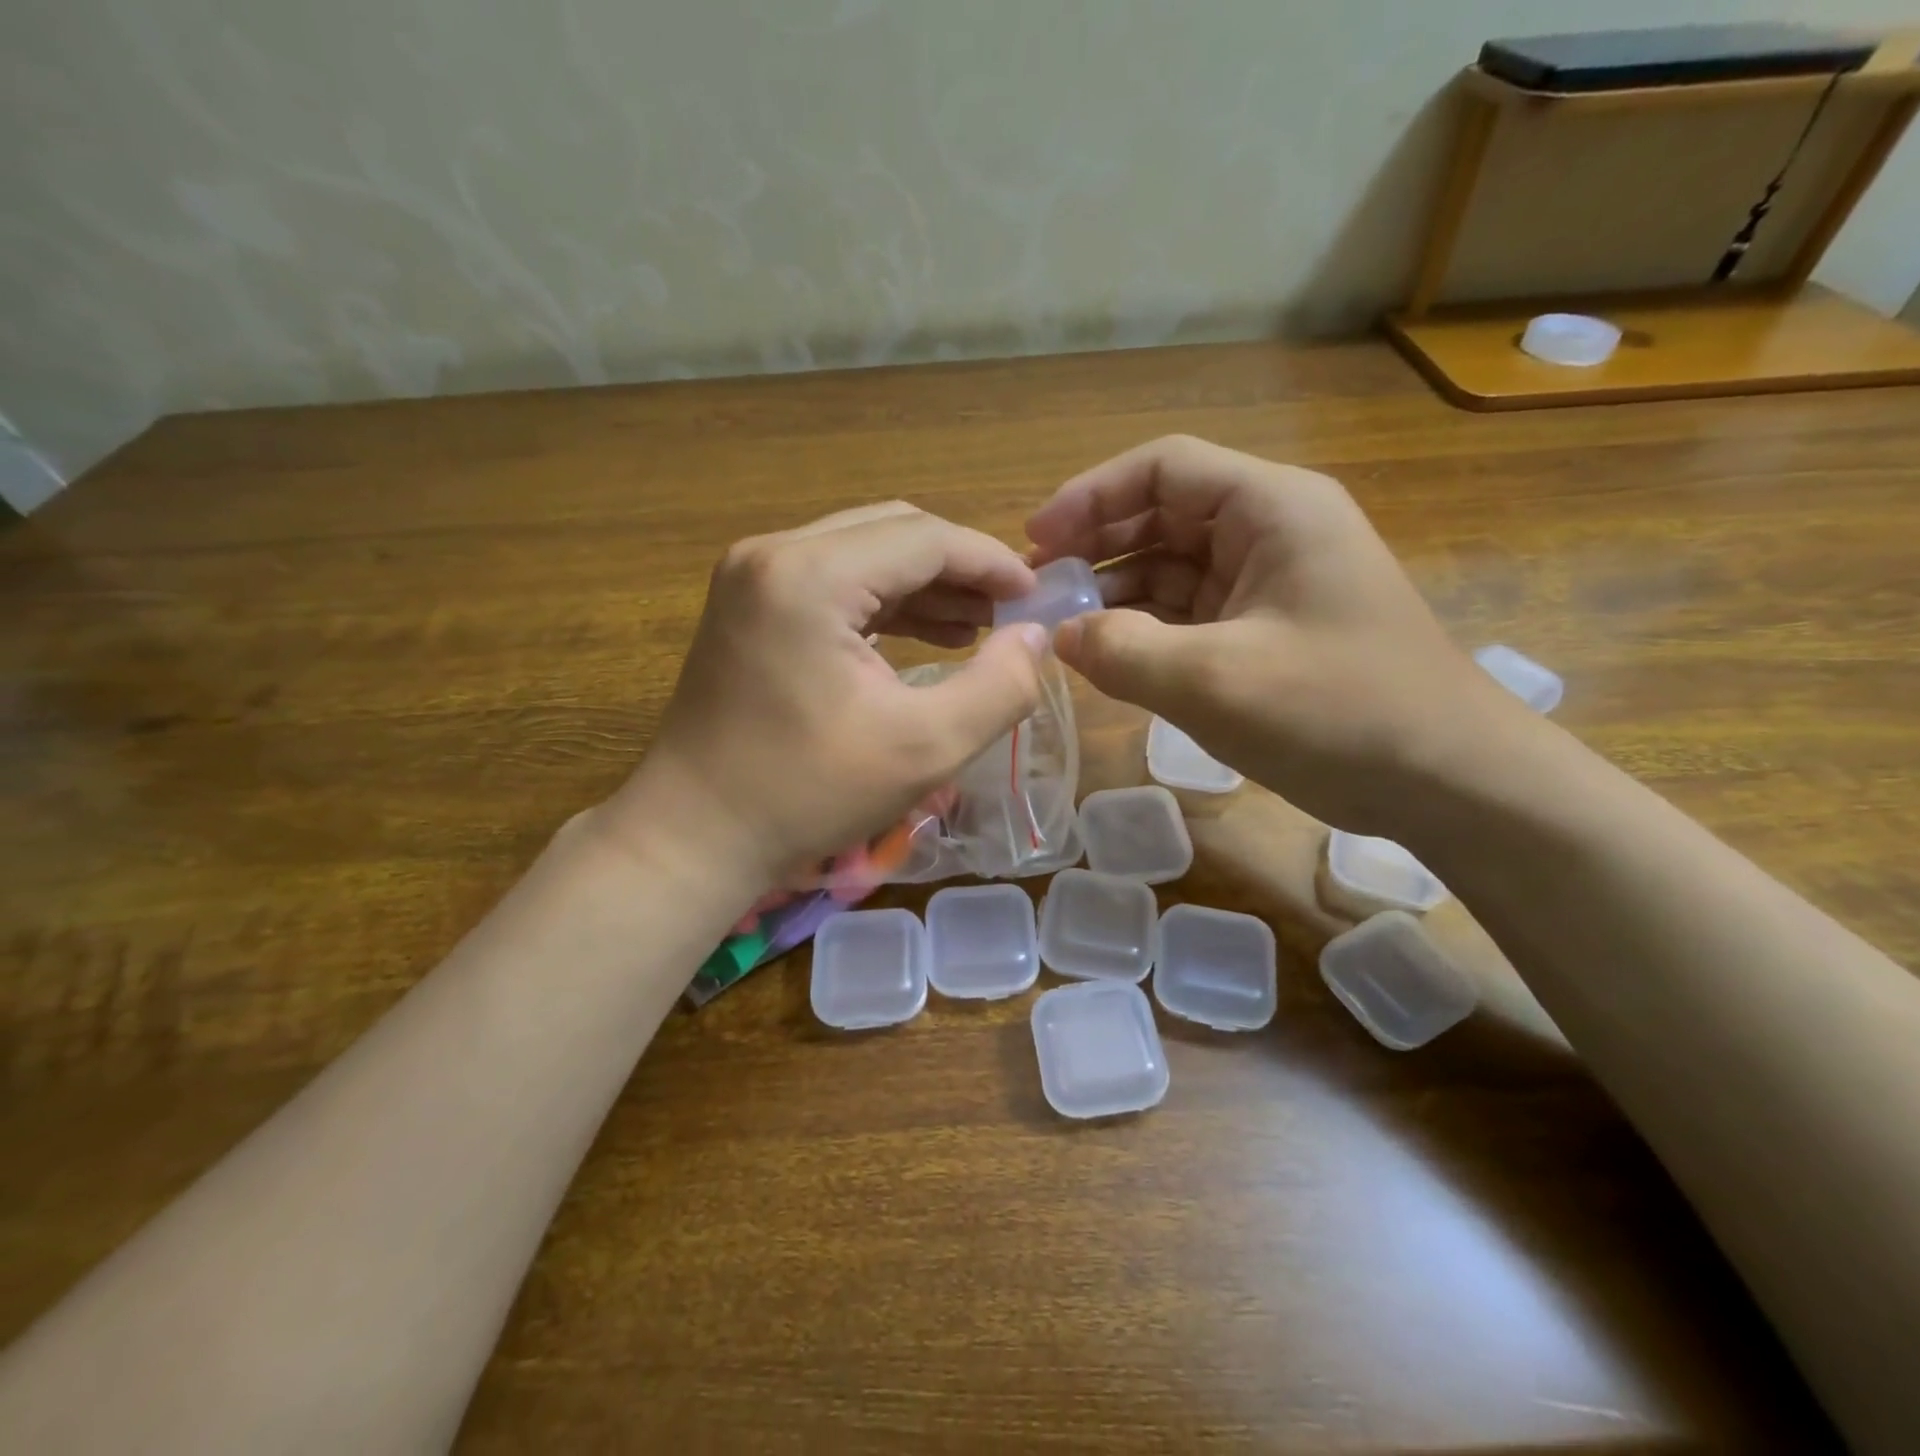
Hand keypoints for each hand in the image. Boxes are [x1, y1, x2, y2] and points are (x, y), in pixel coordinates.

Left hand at [606, 503, 1049, 891]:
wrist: (694, 835)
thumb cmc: (807, 795)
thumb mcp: (925, 748)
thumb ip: (999, 687)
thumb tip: (1036, 636)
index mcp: (810, 575)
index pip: (924, 537)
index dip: (991, 561)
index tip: (1037, 595)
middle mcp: (774, 554)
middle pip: (892, 532)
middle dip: (959, 568)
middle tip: (1009, 613)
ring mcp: (753, 576)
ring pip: (863, 553)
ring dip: (924, 585)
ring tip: (979, 626)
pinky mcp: (748, 604)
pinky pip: (834, 582)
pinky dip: (884, 603)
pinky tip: (927, 635)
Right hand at [1026, 435, 1529, 834]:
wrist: (1446, 780)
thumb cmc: (1338, 712)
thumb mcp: (1215, 680)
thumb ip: (1123, 651)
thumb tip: (1060, 636)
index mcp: (1272, 509)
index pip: (1165, 469)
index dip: (1091, 495)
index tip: (1036, 539)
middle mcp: (1271, 531)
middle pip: (1163, 515)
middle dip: (1096, 546)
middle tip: (1039, 588)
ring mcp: (1270, 584)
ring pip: (1172, 567)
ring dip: (1116, 591)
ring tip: (1061, 625)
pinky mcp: (1267, 631)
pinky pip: (1190, 613)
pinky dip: (1146, 628)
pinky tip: (1107, 653)